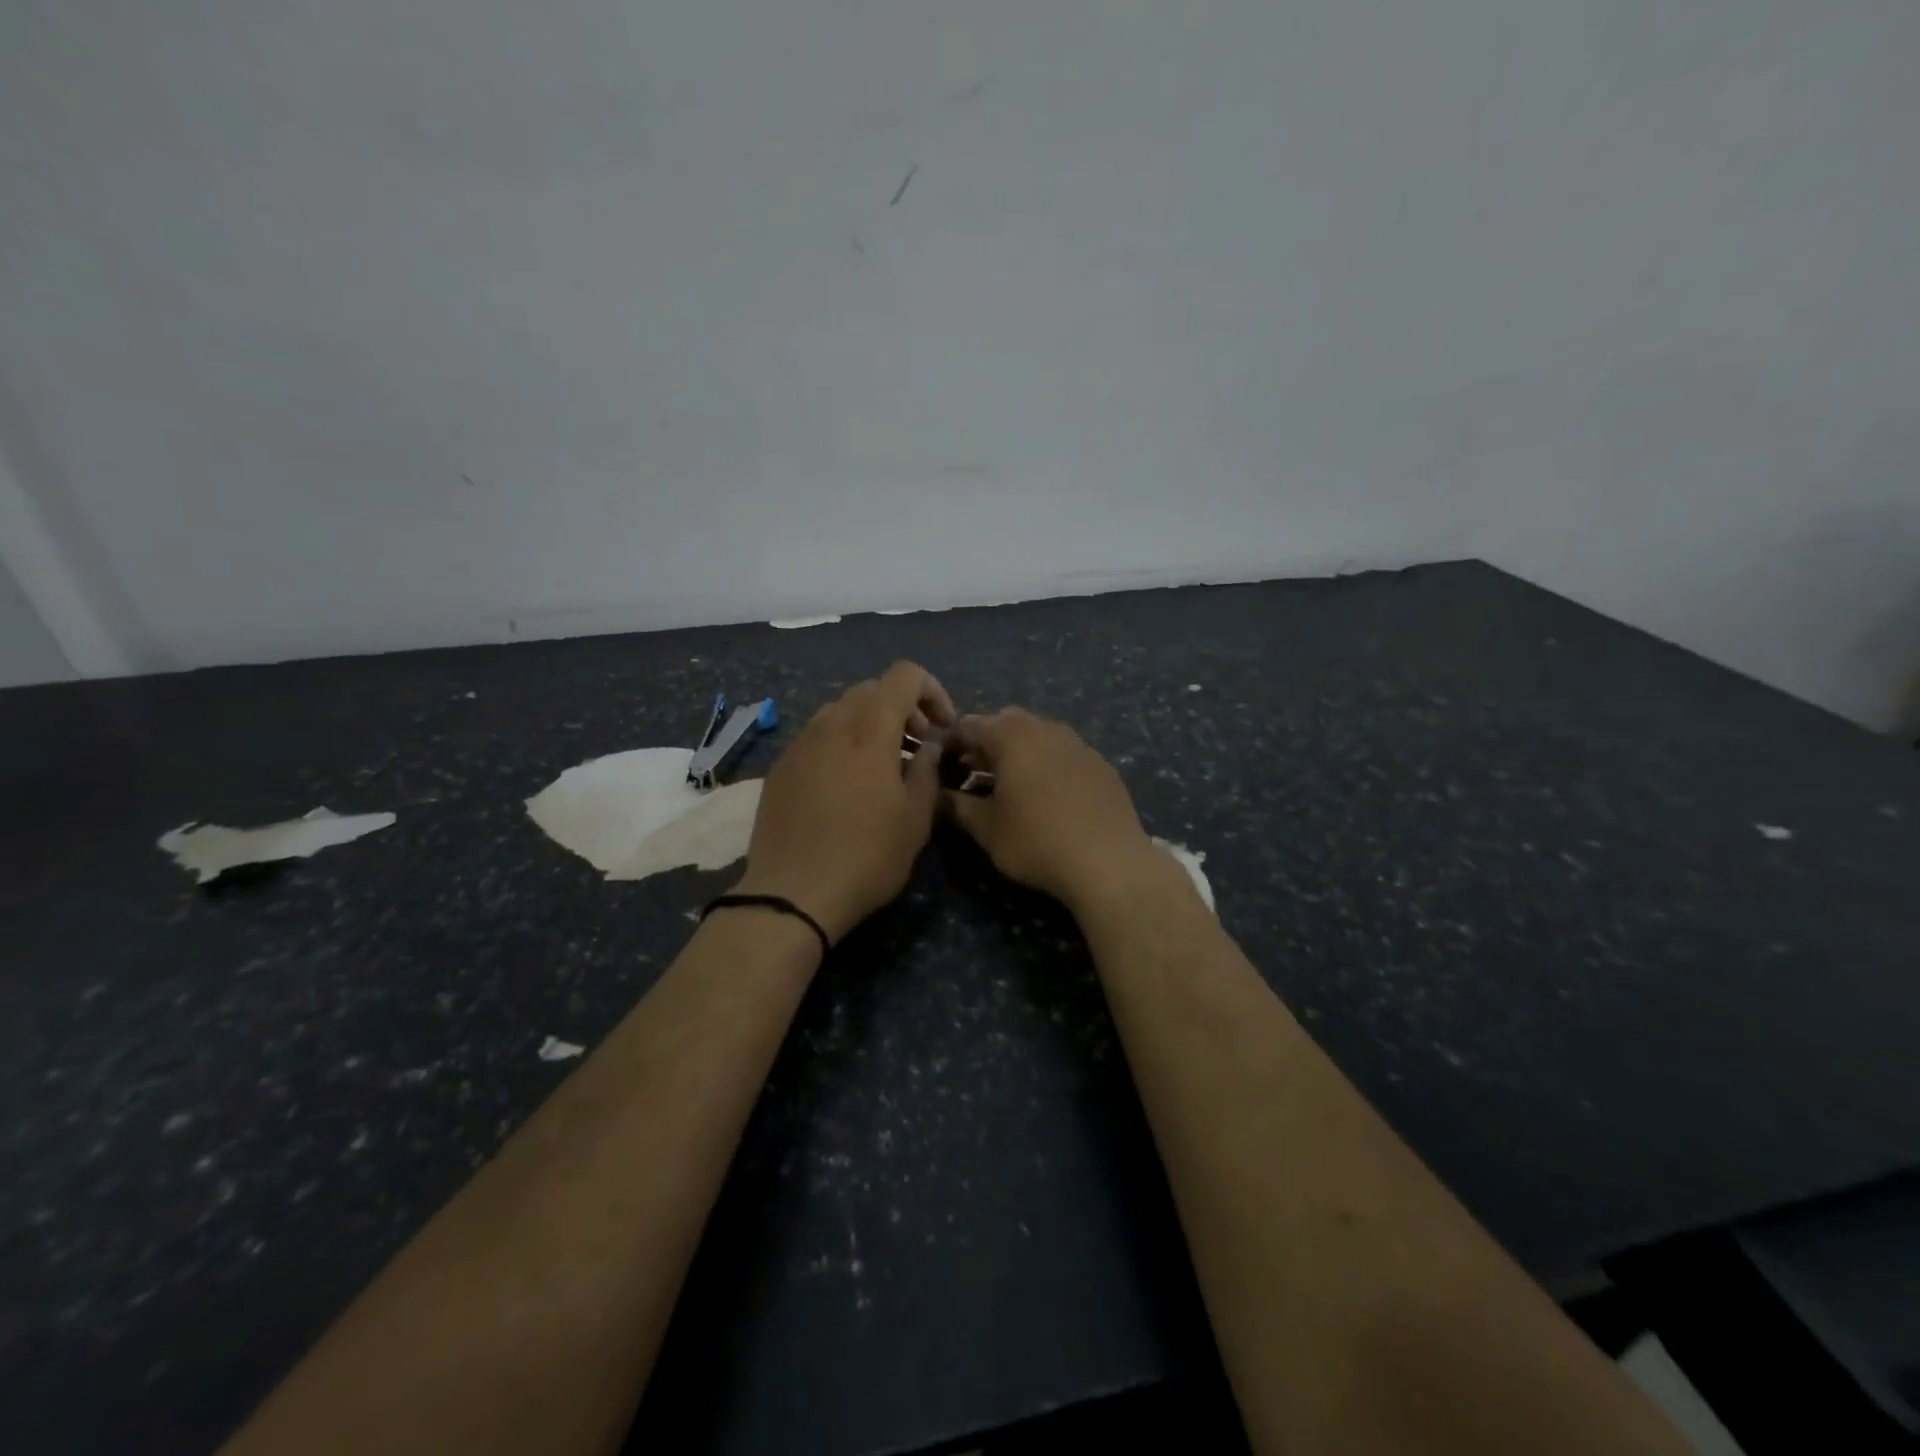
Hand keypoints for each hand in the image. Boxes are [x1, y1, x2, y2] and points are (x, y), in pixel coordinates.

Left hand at [733, 661, 955, 943]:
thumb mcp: (915, 818)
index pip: (904, 675)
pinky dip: (841, 745)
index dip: (932, 691)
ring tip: (882, 767)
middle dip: (903, 709)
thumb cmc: (867, 856)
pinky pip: (816, 737)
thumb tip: (928, 747)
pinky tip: (846, 787)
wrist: (792, 894)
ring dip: (870, 726)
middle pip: (871, 690)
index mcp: (869, 730)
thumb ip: (927, 770)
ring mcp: (799, 744)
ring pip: (841, 711)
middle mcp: (830, 724)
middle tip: (917, 748)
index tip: (941, 729)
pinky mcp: (780, 768)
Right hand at [943, 708, 1163, 911]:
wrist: (1110, 862)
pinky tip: (1047, 796)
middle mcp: (1045, 727)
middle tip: (972, 774)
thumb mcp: (987, 829)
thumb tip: (940, 796)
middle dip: (985, 743)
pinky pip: (1063, 753)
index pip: (968, 725)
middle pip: (1005, 722)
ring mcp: (1078, 743)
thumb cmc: (1037, 842)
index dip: (949, 743)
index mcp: (1012, 735)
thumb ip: (958, 806)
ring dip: (1017, 752)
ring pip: (1037, 735)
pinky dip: (1046, 764)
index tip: (938, 766)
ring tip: (1008, 786)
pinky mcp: (1100, 763)